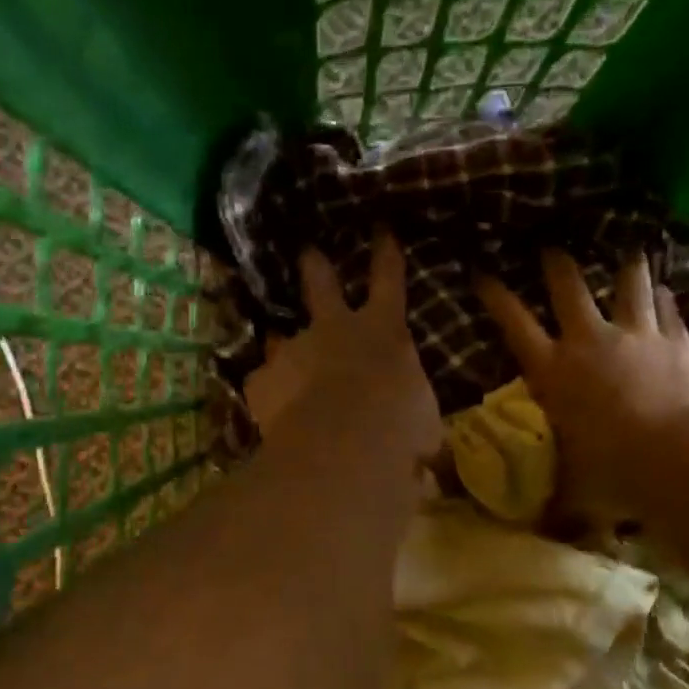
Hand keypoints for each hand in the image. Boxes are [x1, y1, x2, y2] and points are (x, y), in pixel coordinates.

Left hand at [242, 231, 442, 466]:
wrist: (346, 445)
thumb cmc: (400, 429)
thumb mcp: (423, 428)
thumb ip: (416, 428)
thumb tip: (427, 459)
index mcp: (384, 332)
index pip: (389, 280)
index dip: (386, 253)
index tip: (381, 228)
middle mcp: (335, 329)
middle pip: (321, 284)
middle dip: (315, 266)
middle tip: (307, 252)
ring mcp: (293, 351)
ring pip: (281, 335)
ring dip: (282, 343)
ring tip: (278, 352)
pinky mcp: (262, 381)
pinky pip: (261, 383)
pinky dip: (266, 393)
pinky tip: (268, 410)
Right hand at [476, 251, 688, 524]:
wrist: (677, 459)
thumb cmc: (611, 474)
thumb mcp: (571, 489)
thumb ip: (555, 502)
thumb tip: (540, 532)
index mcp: (553, 372)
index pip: (513, 323)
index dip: (495, 295)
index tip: (481, 271)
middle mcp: (589, 342)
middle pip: (569, 287)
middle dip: (558, 263)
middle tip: (553, 246)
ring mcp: (636, 336)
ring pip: (628, 284)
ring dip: (627, 265)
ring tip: (628, 248)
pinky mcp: (676, 342)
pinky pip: (670, 310)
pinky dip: (667, 299)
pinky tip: (669, 290)